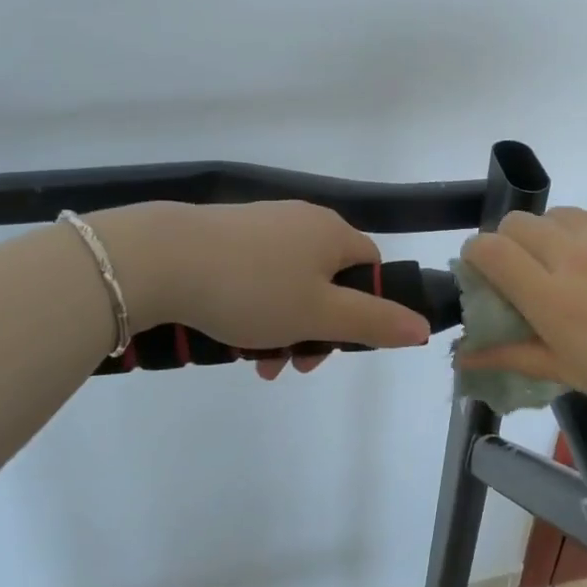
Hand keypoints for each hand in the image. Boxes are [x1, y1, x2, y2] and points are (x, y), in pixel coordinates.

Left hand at [89, 202, 430, 377]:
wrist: (163, 258)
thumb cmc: (254, 288)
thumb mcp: (320, 314)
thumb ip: (375, 322)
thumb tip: (423, 327)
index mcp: (333, 233)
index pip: (370, 268)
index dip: (365, 309)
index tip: (338, 345)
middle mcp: (303, 220)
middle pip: (329, 280)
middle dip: (317, 329)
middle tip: (293, 366)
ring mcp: (263, 225)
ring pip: (291, 283)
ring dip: (284, 327)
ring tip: (257, 364)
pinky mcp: (228, 234)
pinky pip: (258, 276)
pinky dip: (256, 309)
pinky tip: (232, 337)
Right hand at [458, 207, 586, 427]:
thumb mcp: (572, 373)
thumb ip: (511, 356)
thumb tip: (460, 357)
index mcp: (554, 299)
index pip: (489, 249)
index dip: (476, 254)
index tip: (484, 270)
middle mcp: (577, 254)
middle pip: (518, 222)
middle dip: (512, 242)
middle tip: (534, 272)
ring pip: (561, 215)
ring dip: (557, 237)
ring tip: (586, 268)